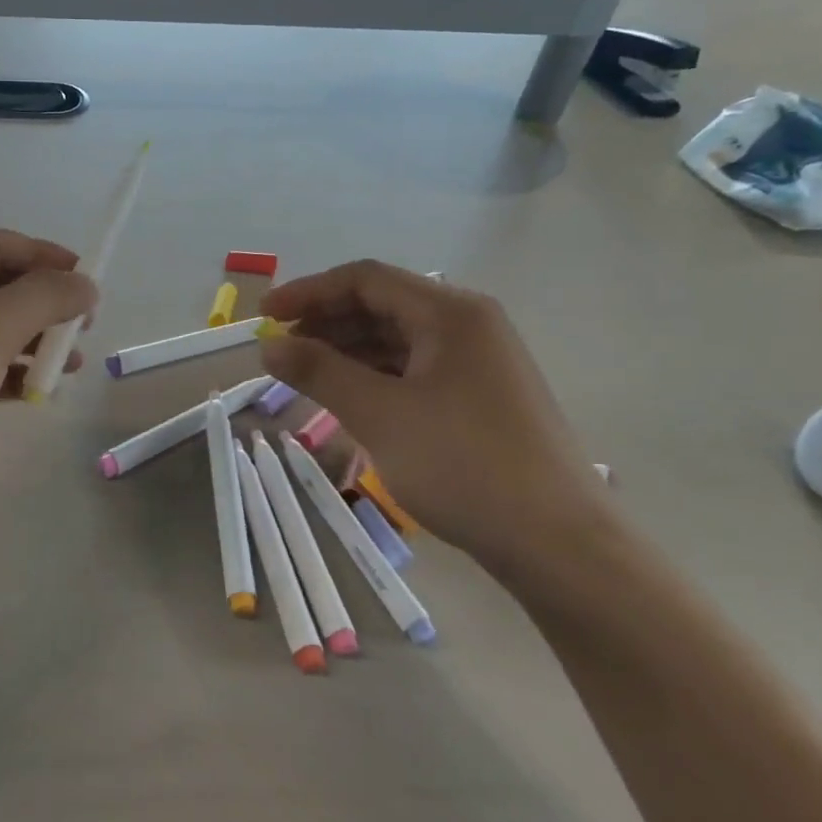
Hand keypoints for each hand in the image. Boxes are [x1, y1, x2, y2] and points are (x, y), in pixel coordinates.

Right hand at [258, 261, 617, 589]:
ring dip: (347, 350)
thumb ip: (319, 372)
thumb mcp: (379, 415)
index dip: (308, 292)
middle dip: (325, 322)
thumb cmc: (463, 465)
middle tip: (280, 350)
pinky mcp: (480, 396)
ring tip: (304, 375)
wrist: (556, 542)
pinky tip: (348, 397)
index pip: (365, 279)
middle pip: (383, 305)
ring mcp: (478, 361)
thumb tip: (268, 347)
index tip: (264, 317)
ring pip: (398, 339)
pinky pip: (415, 369)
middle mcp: (468, 324)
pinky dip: (375, 376)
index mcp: (450, 312)